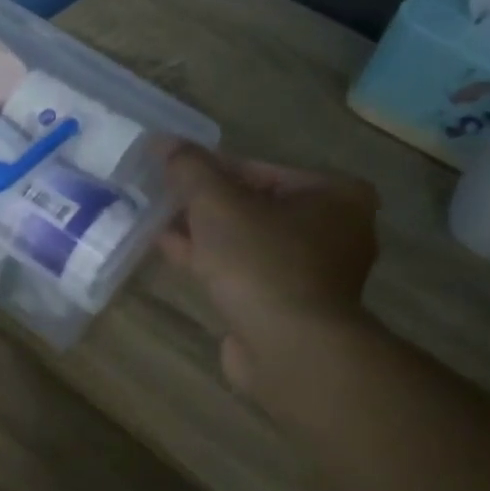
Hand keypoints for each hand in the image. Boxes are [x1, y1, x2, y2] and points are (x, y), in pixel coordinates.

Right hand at [158, 146, 379, 393]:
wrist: (288, 349)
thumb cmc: (261, 262)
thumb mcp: (216, 203)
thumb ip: (189, 169)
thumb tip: (163, 141)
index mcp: (333, 195)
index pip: (258, 169)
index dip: (208, 168)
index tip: (169, 170)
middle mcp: (332, 230)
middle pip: (252, 205)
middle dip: (203, 202)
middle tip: (160, 195)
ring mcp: (311, 273)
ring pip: (244, 241)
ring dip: (202, 232)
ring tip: (156, 220)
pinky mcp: (287, 306)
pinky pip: (242, 271)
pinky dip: (209, 260)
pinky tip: (170, 250)